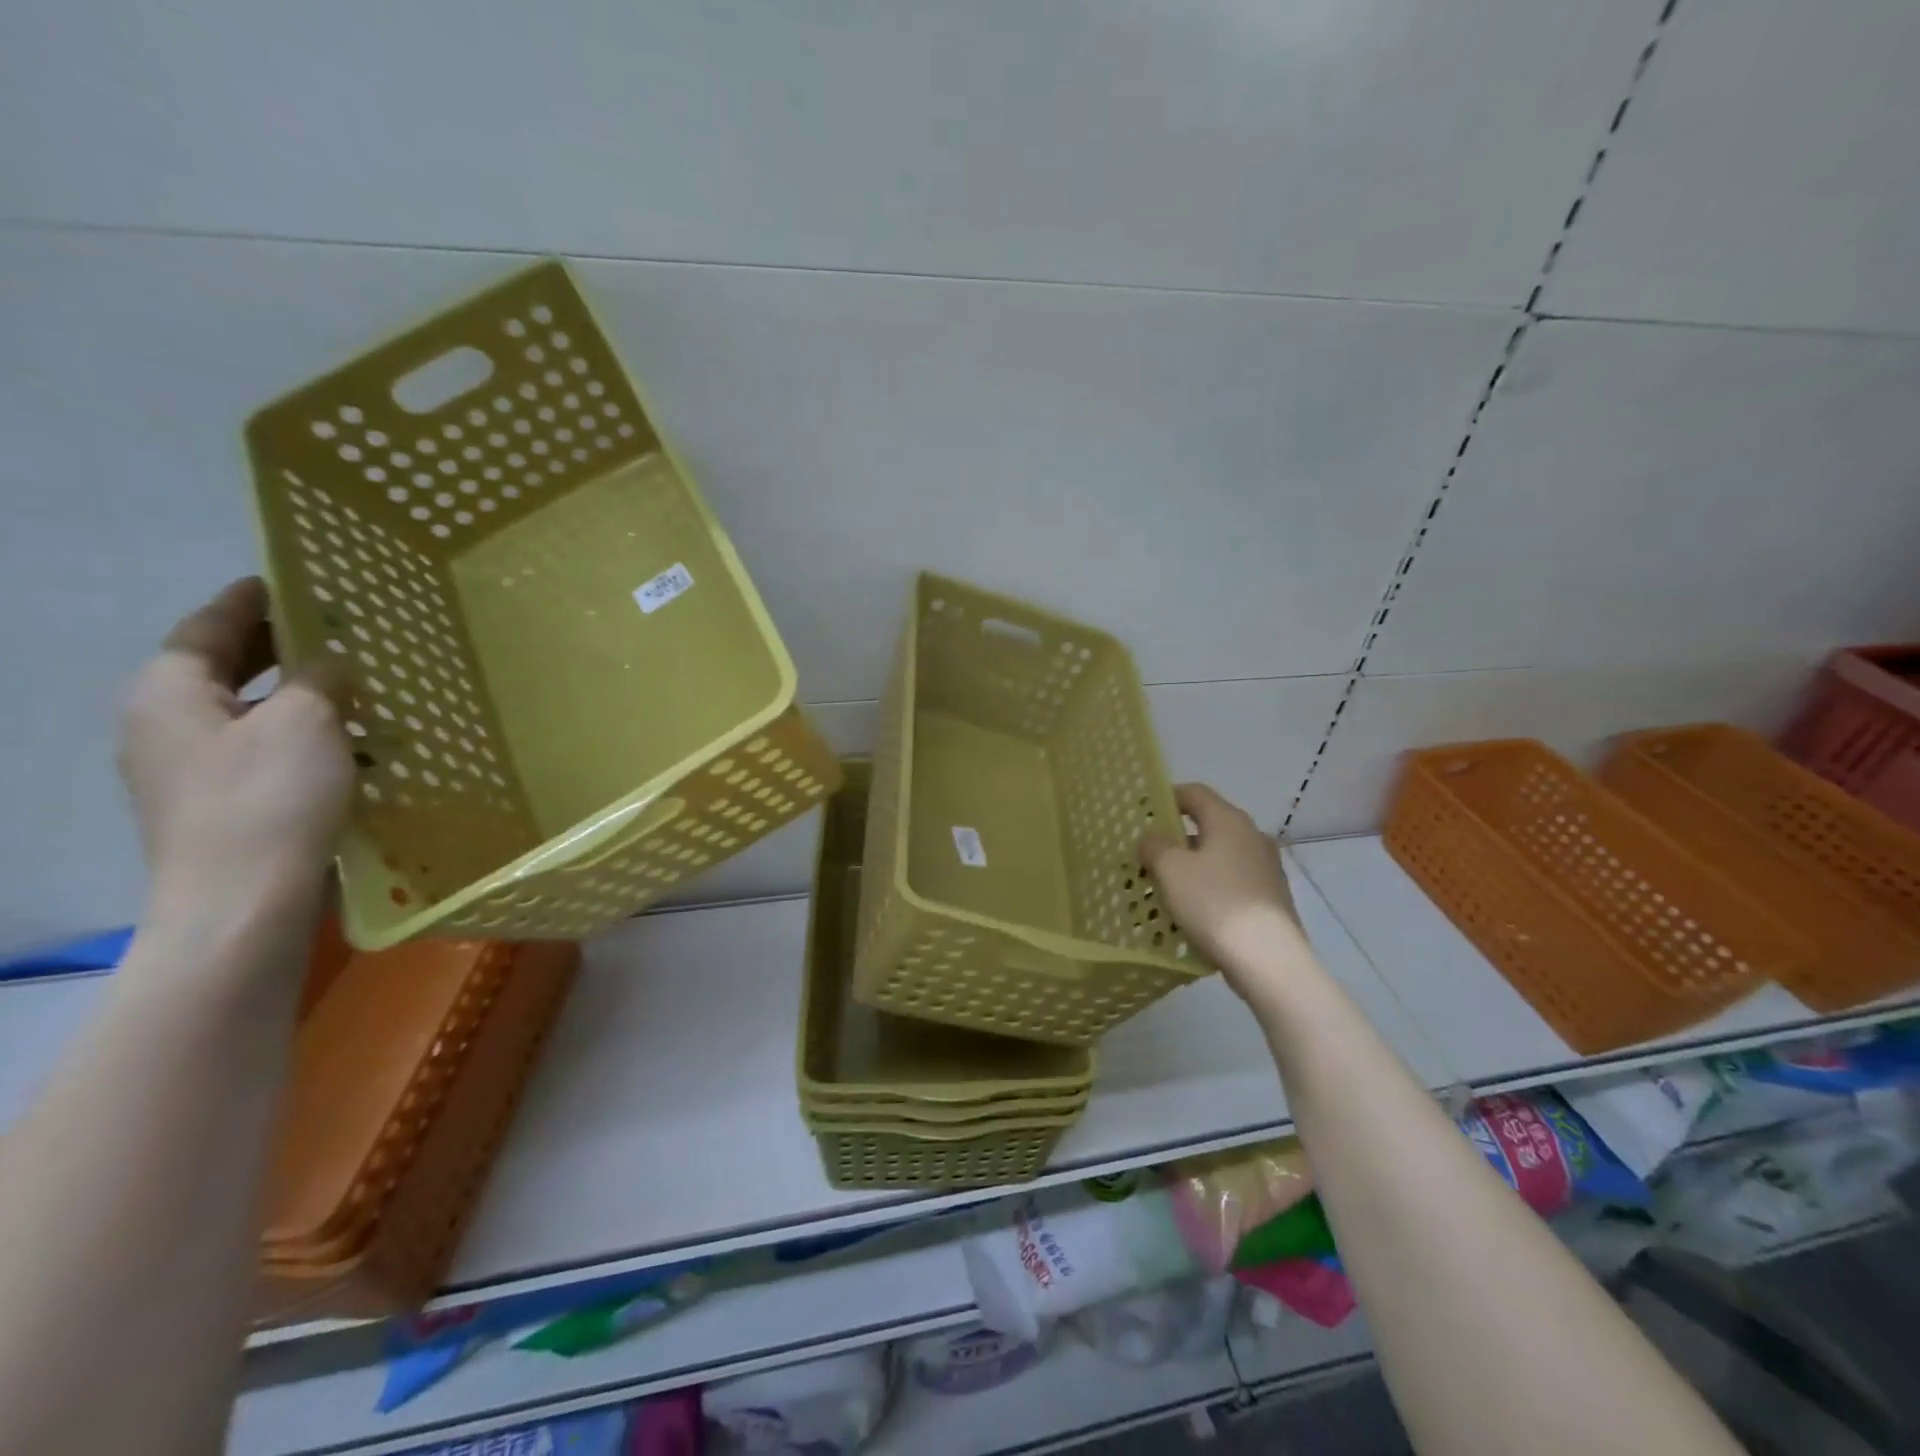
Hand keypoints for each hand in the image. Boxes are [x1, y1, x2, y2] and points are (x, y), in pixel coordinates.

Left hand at [119, 579, 352, 922]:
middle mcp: (167, 727)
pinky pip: (265, 751)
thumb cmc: (268, 797)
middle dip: (275, 649)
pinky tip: (352, 745)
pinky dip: (304, 738)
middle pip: (221, 670)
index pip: (205, 628)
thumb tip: (329, 661)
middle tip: (331, 631)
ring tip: (356, 688)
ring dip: (297, 697)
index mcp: (169, 694)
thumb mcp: (305, 721)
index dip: (247, 602)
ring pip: (249, 714)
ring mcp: (192, 772)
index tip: (282, 581)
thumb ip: (318, 678)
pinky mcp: (224, 806)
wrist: (246, 900)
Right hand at [1140, 784, 1308, 998]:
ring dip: (1191, 868)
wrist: (1268, 959)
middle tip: (1148, 857)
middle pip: (1208, 826)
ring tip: (1165, 890)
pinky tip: (1192, 913)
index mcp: (1229, 820)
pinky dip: (1209, 889)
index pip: (1195, 793)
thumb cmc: (1214, 903)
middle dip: (1176, 840)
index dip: (1167, 797)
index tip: (1144, 813)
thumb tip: (1153, 839)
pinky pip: (1231, 883)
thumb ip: (1154, 846)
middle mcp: (1252, 837)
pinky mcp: (1271, 899)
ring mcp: (1266, 869)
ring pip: (1219, 858)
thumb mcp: (1170, 869)